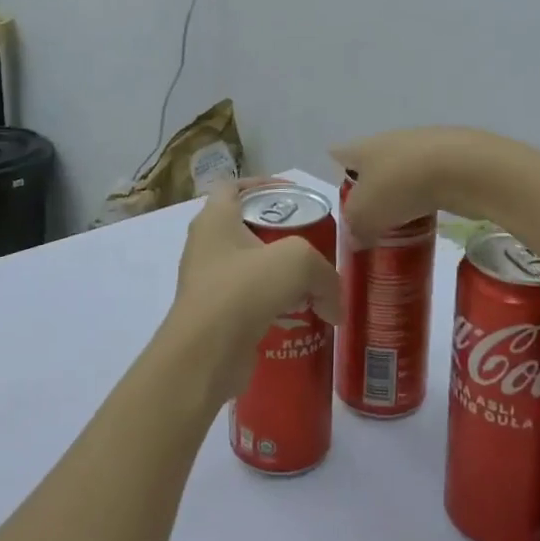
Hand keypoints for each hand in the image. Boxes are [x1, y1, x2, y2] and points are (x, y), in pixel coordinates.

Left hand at [161, 181, 341, 405]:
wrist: (204, 356)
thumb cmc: (243, 290)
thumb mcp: (297, 262)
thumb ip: (324, 274)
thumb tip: (335, 307)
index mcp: (215, 219)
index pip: (233, 186)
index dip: (263, 185)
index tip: (292, 196)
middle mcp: (205, 246)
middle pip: (246, 227)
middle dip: (280, 234)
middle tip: (311, 243)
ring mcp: (207, 283)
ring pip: (249, 268)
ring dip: (278, 275)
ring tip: (311, 284)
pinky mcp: (215, 316)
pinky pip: (248, 302)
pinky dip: (272, 306)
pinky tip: (300, 317)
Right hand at [331, 128, 496, 246]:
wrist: (462, 168)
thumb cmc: (400, 186)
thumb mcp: (366, 215)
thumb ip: (356, 228)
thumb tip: (356, 238)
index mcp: (362, 148)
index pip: (339, 154)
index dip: (336, 172)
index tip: (341, 195)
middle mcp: (388, 140)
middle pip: (372, 163)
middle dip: (370, 188)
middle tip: (369, 218)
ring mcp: (422, 146)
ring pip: (402, 171)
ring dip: (400, 193)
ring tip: (399, 223)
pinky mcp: (450, 158)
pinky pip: (429, 180)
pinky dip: (426, 196)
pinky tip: (428, 217)